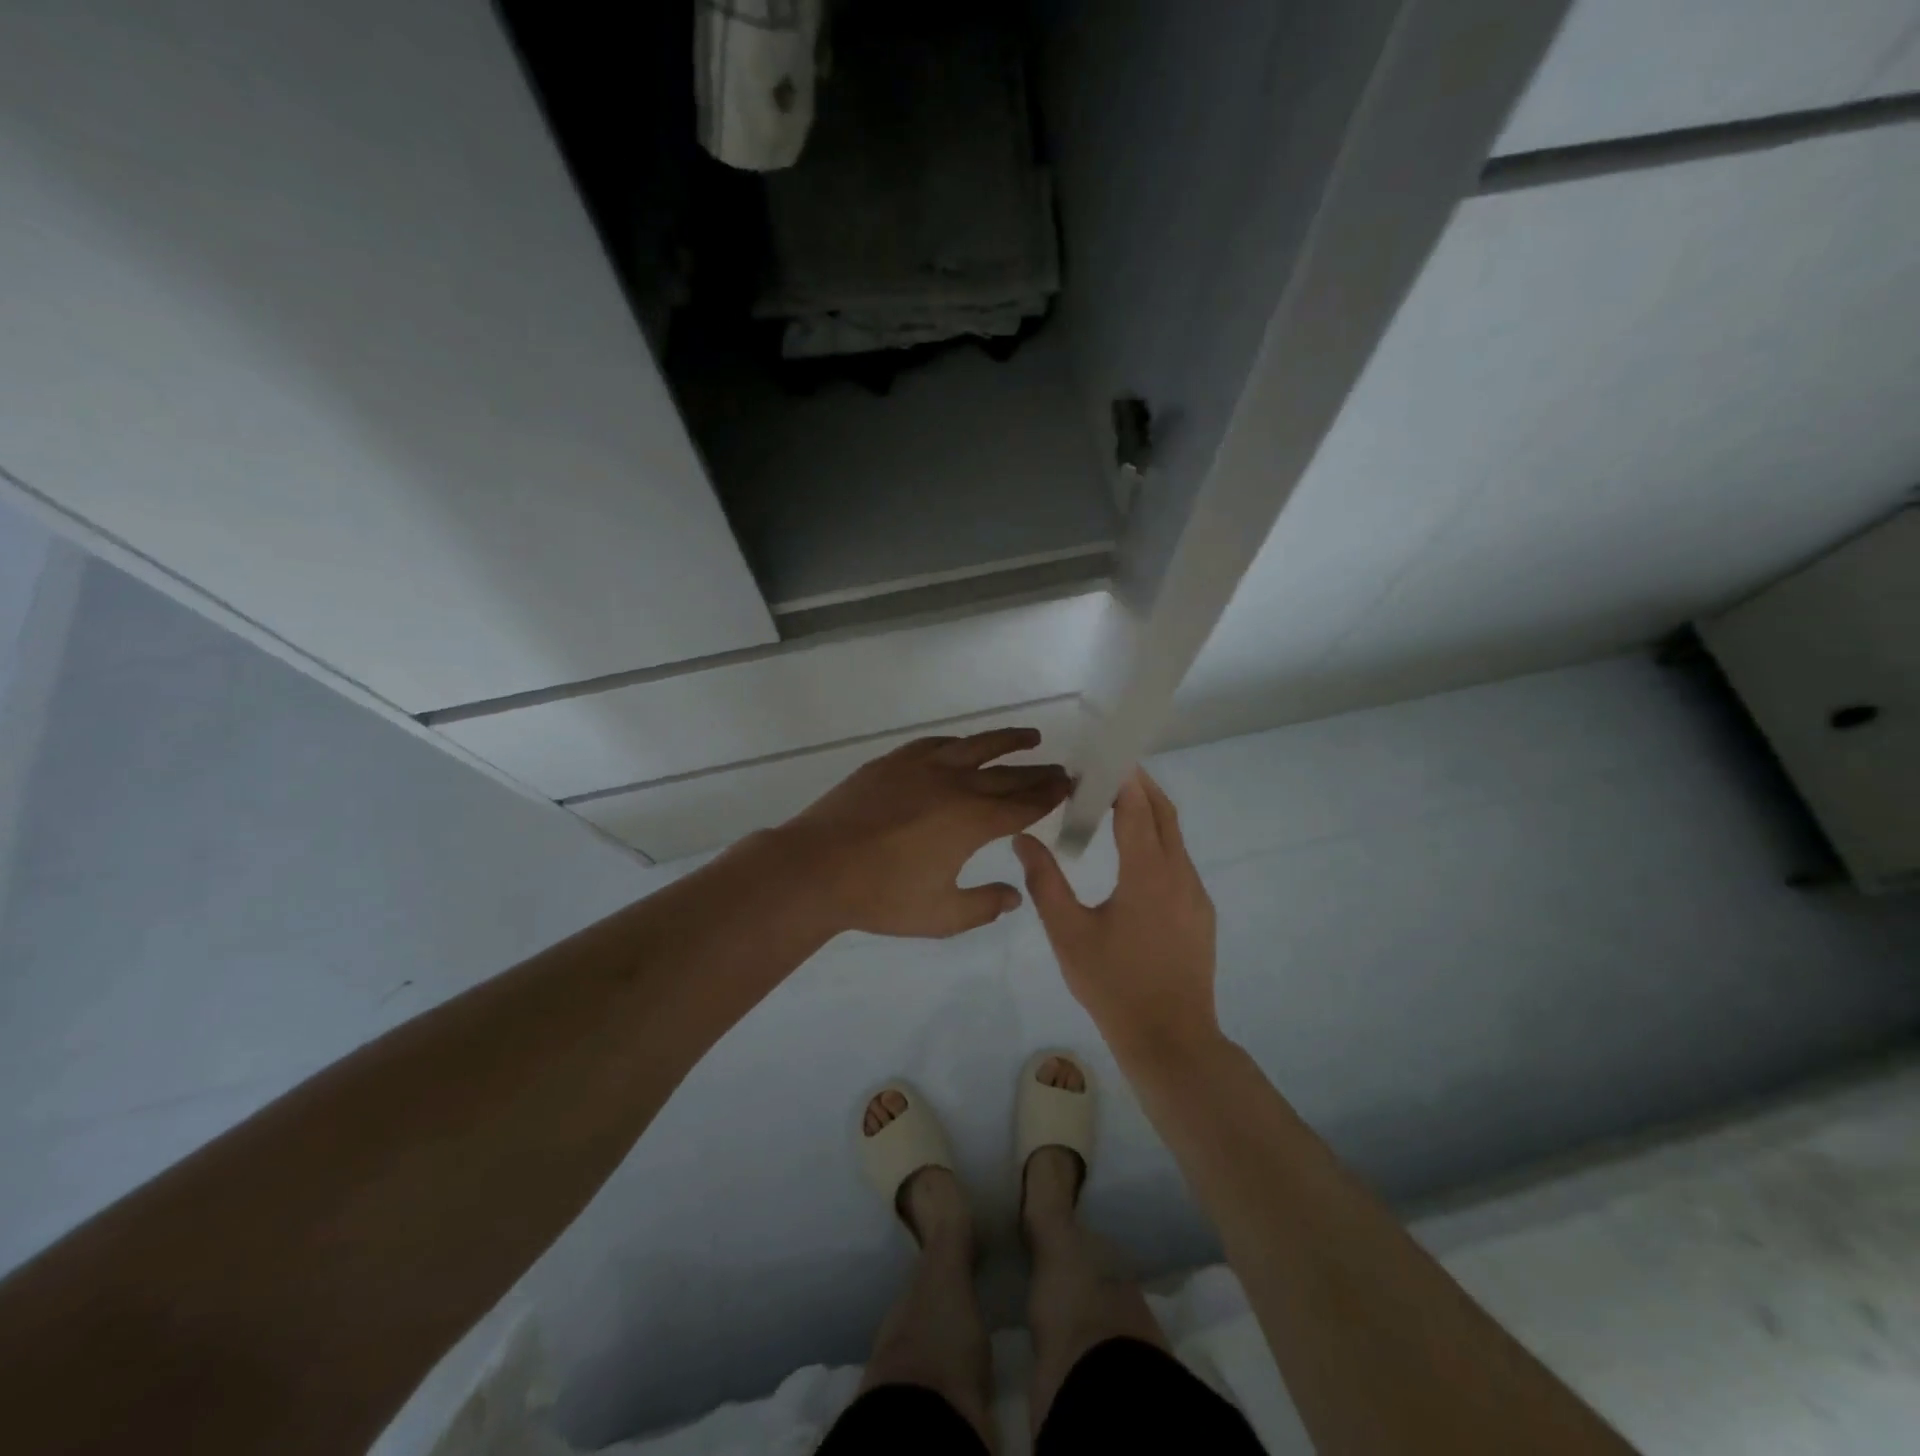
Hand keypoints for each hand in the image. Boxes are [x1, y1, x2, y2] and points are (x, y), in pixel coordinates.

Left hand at [779, 728, 1070, 938]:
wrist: (817, 867)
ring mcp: (922, 767)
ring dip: (1007, 741)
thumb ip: (983, 905)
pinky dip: (959, 743)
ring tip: (1032, 737)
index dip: (1049, 795)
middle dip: (1038, 772)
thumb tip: (1013, 895)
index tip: (1068, 785)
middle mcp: (955, 785)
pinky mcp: (893, 762)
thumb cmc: (881, 896)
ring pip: (976, 746)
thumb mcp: (940, 915)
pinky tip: (963, 746)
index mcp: (972, 821)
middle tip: (1062, 768)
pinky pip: (936, 743)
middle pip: (1007, 775)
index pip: (1023, 805)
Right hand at [1012, 769, 1219, 1065]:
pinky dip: (1158, 841)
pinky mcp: (1201, 913)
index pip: (1137, 807)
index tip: (1098, 758)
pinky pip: (1180, 861)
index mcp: (1148, 873)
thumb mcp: (1068, 934)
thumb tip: (1023, 838)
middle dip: (1140, 785)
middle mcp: (1180, 874)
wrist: (1171, 1040)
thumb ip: (1044, 881)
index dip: (1121, 778)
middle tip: (1106, 772)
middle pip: (1165, 813)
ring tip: (1113, 807)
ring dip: (1149, 813)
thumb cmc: (1113, 985)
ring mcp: (1196, 894)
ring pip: (1175, 837)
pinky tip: (1132, 859)